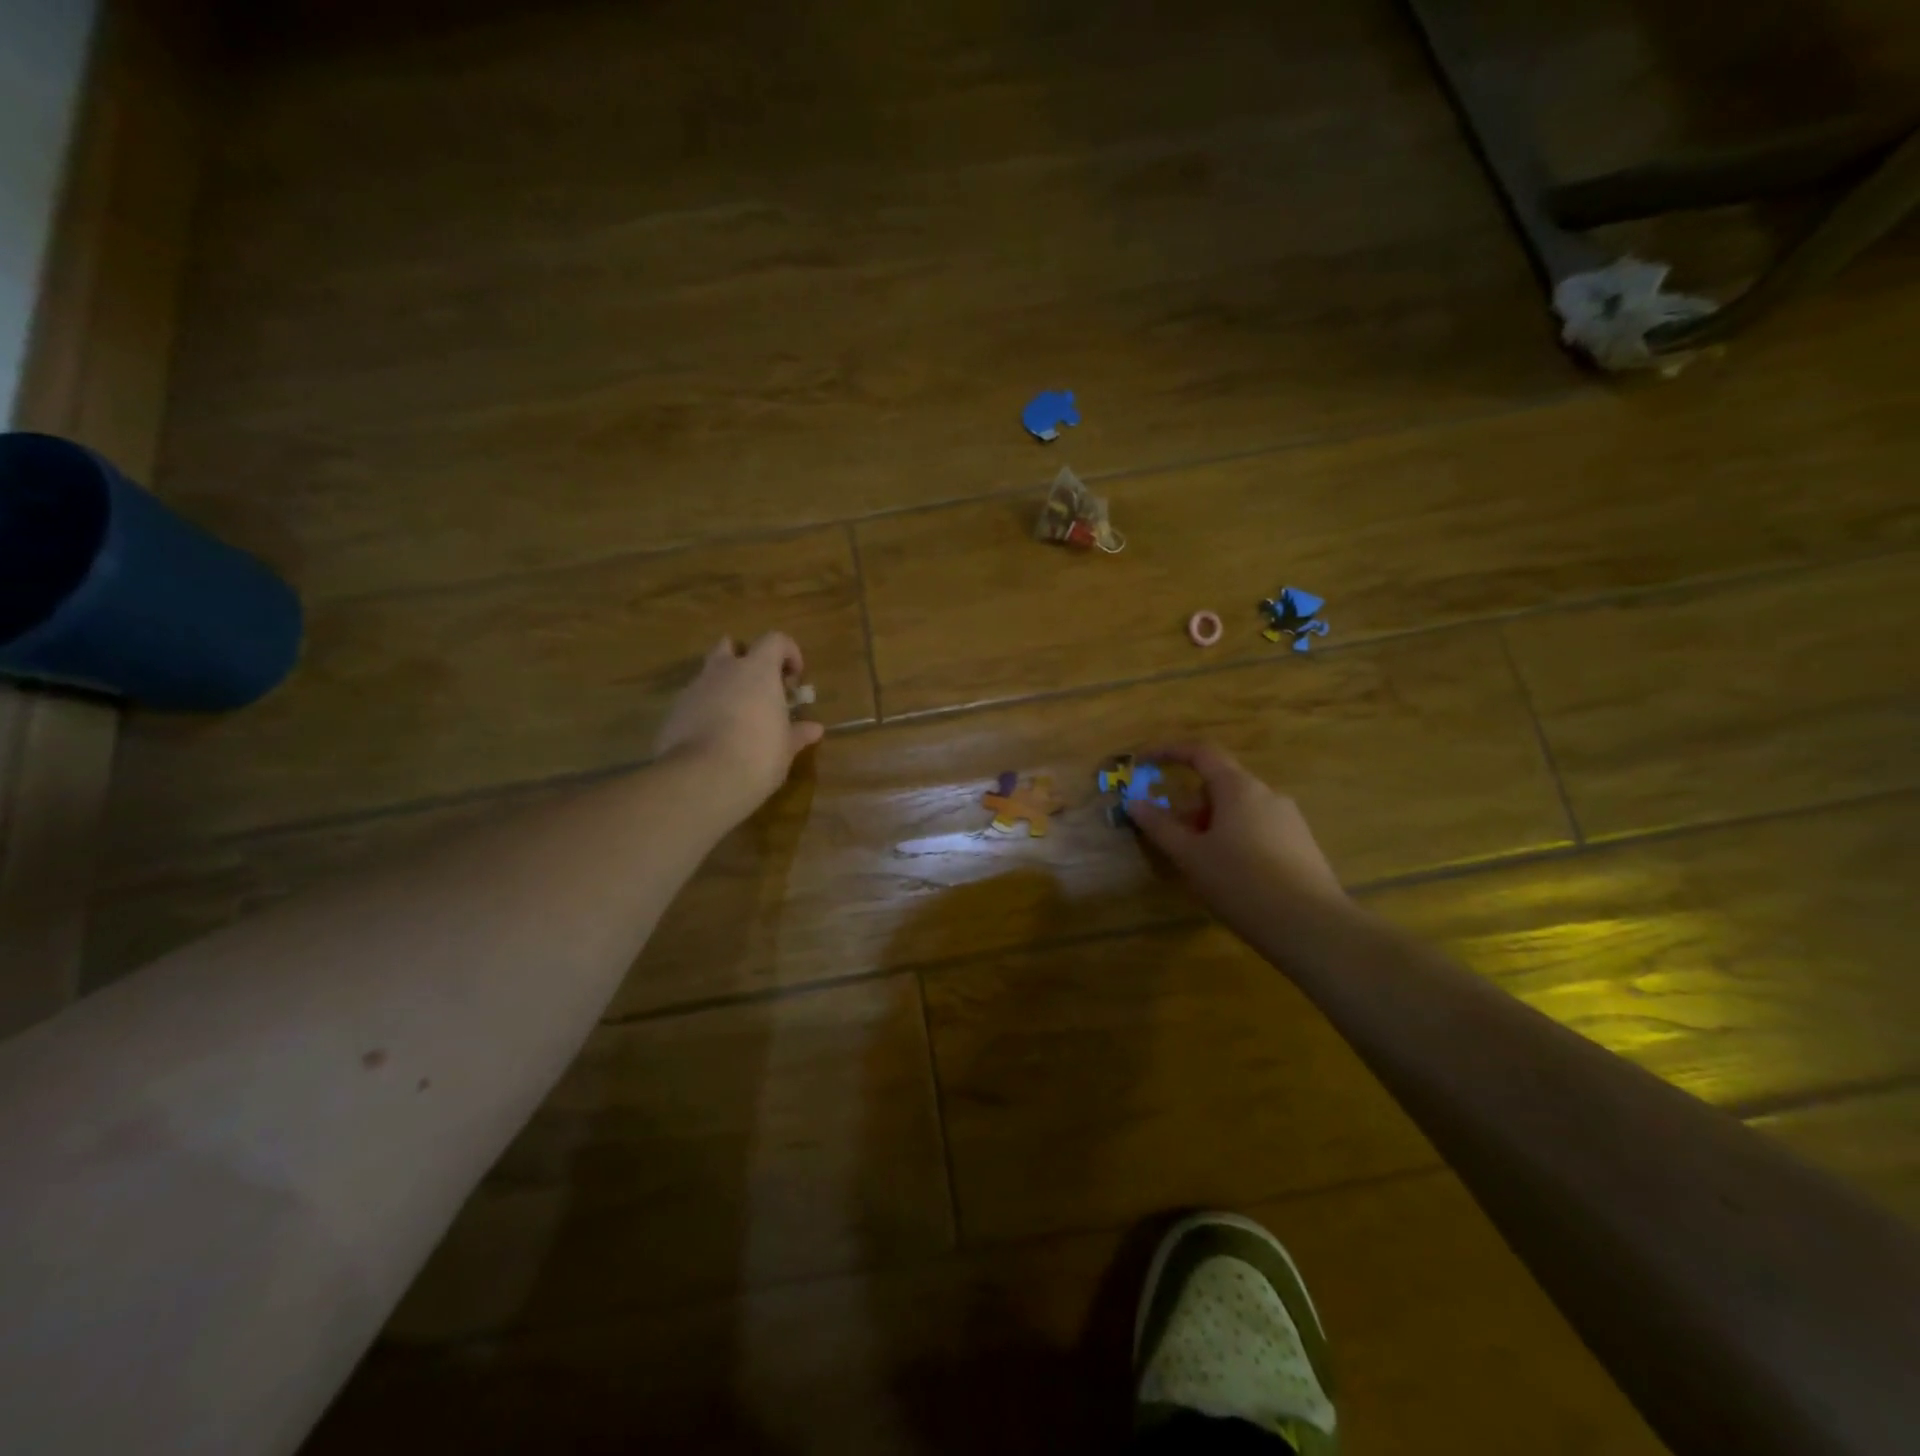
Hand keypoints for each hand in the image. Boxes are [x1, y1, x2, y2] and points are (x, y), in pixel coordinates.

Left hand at [653, 633, 824, 813]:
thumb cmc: (758, 756)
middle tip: (759, 688)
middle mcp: (724, 671)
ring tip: (736, 716)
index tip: (794, 679)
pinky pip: (694, 700)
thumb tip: (814, 729)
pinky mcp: (674, 712)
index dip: (788, 653)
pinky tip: (714, 737)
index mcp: (757, 671)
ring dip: (723, 686)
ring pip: (709, 674)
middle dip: (745, 660)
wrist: (702, 779)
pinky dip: (705, 709)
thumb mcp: (785, 748)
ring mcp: (694, 689)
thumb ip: (798, 733)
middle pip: (731, 646)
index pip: (775, 640)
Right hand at [1128, 744, 1346, 926]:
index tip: (1144, 762)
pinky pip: (1258, 829)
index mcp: (1239, 788)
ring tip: (1203, 865)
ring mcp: (1289, 819)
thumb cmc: (1241, 882)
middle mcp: (1268, 794)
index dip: (1169, 752)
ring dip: (1212, 825)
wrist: (1311, 926)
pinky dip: (1236, 840)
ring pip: (1239, 810)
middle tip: (1175, 840)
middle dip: (1191, 806)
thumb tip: (1134, 803)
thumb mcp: (1190, 856)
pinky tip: (1234, 877)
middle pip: (1219, 785)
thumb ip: (1160, 826)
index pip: (1201, 753)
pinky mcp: (1302, 844)